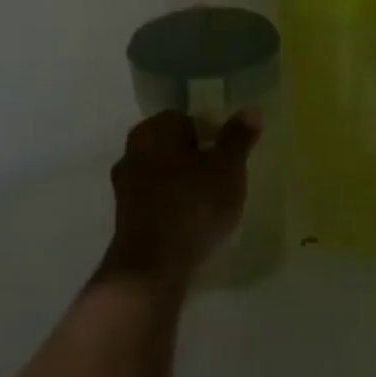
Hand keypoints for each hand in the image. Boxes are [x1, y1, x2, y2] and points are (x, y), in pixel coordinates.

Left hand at [104, 109, 260, 286]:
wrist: (152, 267)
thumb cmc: (192, 205)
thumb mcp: (227, 168)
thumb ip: (238, 138)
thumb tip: (250, 109)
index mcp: (153, 130)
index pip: (186, 118)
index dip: (212, 134)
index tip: (230, 157)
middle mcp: (132, 150)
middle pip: (173, 146)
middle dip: (198, 159)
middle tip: (225, 179)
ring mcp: (125, 185)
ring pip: (163, 174)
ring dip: (185, 184)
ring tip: (212, 205)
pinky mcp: (126, 216)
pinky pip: (157, 201)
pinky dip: (174, 207)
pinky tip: (193, 225)